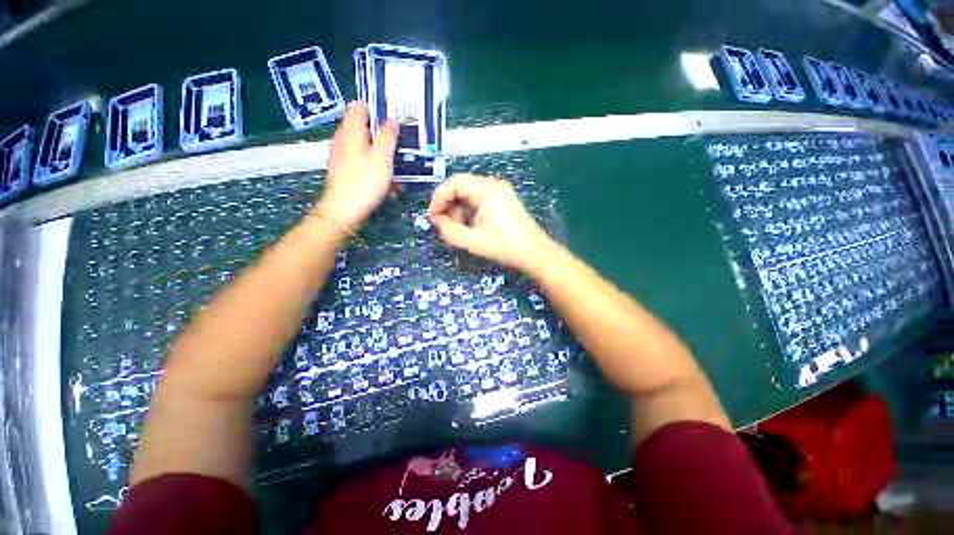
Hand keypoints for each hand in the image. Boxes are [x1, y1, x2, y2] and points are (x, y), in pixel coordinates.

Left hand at [317, 102, 397, 228]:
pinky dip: (375, 167)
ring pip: (365, 146)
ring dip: (382, 154)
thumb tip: (392, 118)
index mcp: (351, 130)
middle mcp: (343, 138)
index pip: (359, 106)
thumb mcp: (382, 157)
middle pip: (364, 127)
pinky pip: (362, 162)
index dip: (376, 108)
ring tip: (398, 167)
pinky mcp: (344, 170)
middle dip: (383, 133)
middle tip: (400, 143)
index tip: (393, 118)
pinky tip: (388, 182)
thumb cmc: (365, 182)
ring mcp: (342, 155)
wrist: (344, 210)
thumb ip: (388, 136)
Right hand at [428, 174, 552, 271]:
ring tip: (455, 231)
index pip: (454, 182)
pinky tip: (468, 228)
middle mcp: (493, 185)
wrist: (535, 254)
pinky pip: (479, 201)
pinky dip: (469, 212)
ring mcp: (500, 192)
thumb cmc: (504, 247)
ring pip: (469, 195)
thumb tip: (436, 220)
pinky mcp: (503, 201)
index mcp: (486, 189)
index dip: (438, 198)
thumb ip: (448, 230)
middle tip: (442, 226)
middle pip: (461, 187)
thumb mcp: (472, 241)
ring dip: (458, 211)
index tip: (431, 217)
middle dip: (448, 206)